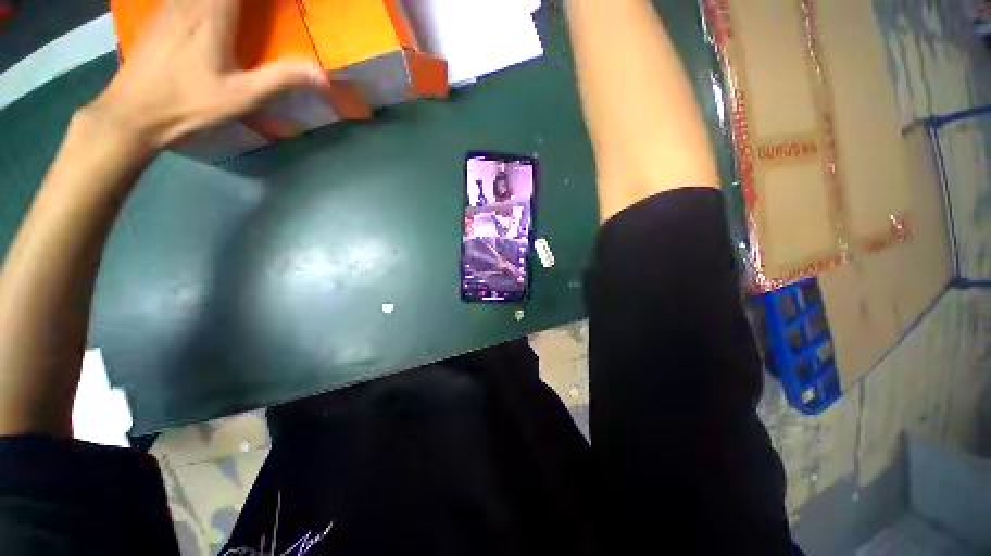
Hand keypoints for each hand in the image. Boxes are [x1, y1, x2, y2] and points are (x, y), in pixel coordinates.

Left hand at [89, 0, 329, 152]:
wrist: (132, 113)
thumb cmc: (189, 104)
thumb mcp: (241, 97)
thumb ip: (281, 79)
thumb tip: (322, 75)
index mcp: (213, 15)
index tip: (287, 2)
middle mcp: (191, 1)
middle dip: (249, 1)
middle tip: (266, 9)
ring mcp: (171, 4)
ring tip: (246, 11)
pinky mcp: (161, 14)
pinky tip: (210, 9)